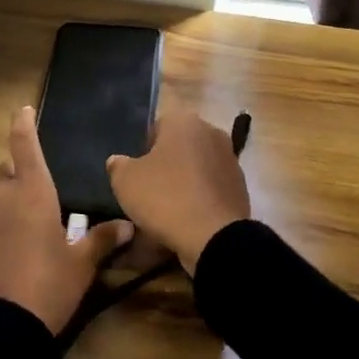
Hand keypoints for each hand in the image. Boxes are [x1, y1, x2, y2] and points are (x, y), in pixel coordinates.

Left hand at [0, 106, 133, 334]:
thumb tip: (128, 225)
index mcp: (33, 191)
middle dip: (13, 176)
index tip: (22, 110)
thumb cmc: (48, 287)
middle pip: (2, 169)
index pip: (25, 145)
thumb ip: (102, 240)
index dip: (23, 125)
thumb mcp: (80, 265)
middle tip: (26, 199)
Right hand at [106, 111, 250, 273]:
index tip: (137, 173)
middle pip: (179, 145)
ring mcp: (230, 159)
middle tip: (150, 189)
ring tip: (169, 208)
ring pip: (197, 167)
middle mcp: (211, 132)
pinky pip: (211, 187)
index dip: (143, 149)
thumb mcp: (125, 181)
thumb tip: (118, 161)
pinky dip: (201, 198)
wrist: (213, 237)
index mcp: (184, 121)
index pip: (157, 127)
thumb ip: (118, 165)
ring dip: (185, 181)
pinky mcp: (240, 186)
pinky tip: (189, 218)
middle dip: (166, 164)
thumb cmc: (165, 197)